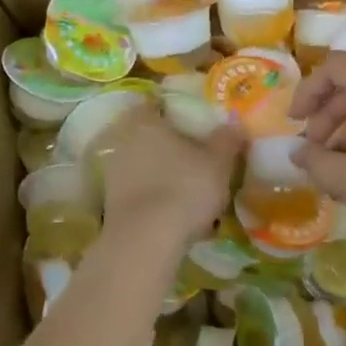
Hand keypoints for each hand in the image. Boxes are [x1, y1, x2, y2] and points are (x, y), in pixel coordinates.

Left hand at [98, 105, 243, 246]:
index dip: (176, 110)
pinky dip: (154, 196)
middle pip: (148, 134)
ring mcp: (113, 172)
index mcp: (145, 121)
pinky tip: (174, 211)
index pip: (157, 104)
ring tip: (189, 186)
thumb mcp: (218, 162)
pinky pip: (138, 190)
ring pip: (143, 164)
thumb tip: (235, 122)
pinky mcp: (110, 203)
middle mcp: (123, 140)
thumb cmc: (184, 188)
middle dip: (169, 143)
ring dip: (161, 172)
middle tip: (196, 154)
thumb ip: (227, 139)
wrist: (145, 240)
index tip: (195, 121)